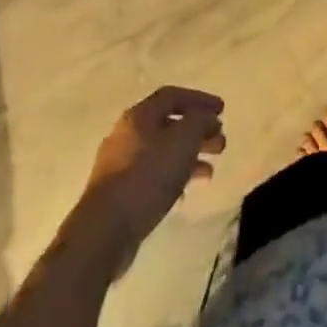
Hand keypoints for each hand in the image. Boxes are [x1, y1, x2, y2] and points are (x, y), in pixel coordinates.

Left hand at [74, 87, 225, 269]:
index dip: (199, 100)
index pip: (172, 96)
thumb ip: (199, 122)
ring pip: (162, 152)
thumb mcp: (182, 140)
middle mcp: (126, 134)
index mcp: (139, 116)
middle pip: (168, 124)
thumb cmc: (147, 176)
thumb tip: (207, 118)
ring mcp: (120, 165)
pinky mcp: (119, 194)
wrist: (105, 231)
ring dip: (188, 157)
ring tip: (210, 172)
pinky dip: (173, 178)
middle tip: (220, 143)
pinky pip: (152, 176)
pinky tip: (185, 192)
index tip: (222, 111)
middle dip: (197, 131)